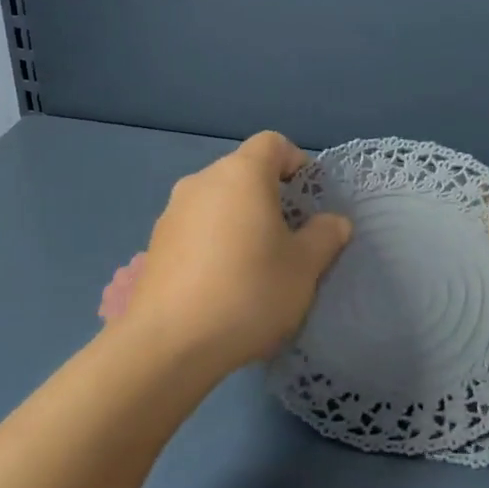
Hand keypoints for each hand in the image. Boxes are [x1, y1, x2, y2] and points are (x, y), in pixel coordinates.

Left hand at [116, 132, 352, 373]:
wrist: (170, 343)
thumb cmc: (249, 292)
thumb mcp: (304, 267)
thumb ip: (324, 236)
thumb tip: (333, 221)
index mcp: (242, 174)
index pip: (273, 144)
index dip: (296, 163)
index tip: (310, 199)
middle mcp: (202, 181)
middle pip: (243, 172)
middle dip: (270, 196)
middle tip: (289, 236)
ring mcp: (172, 212)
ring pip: (218, 201)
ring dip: (240, 220)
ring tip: (255, 264)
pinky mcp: (155, 244)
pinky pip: (196, 228)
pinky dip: (214, 241)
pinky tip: (222, 283)